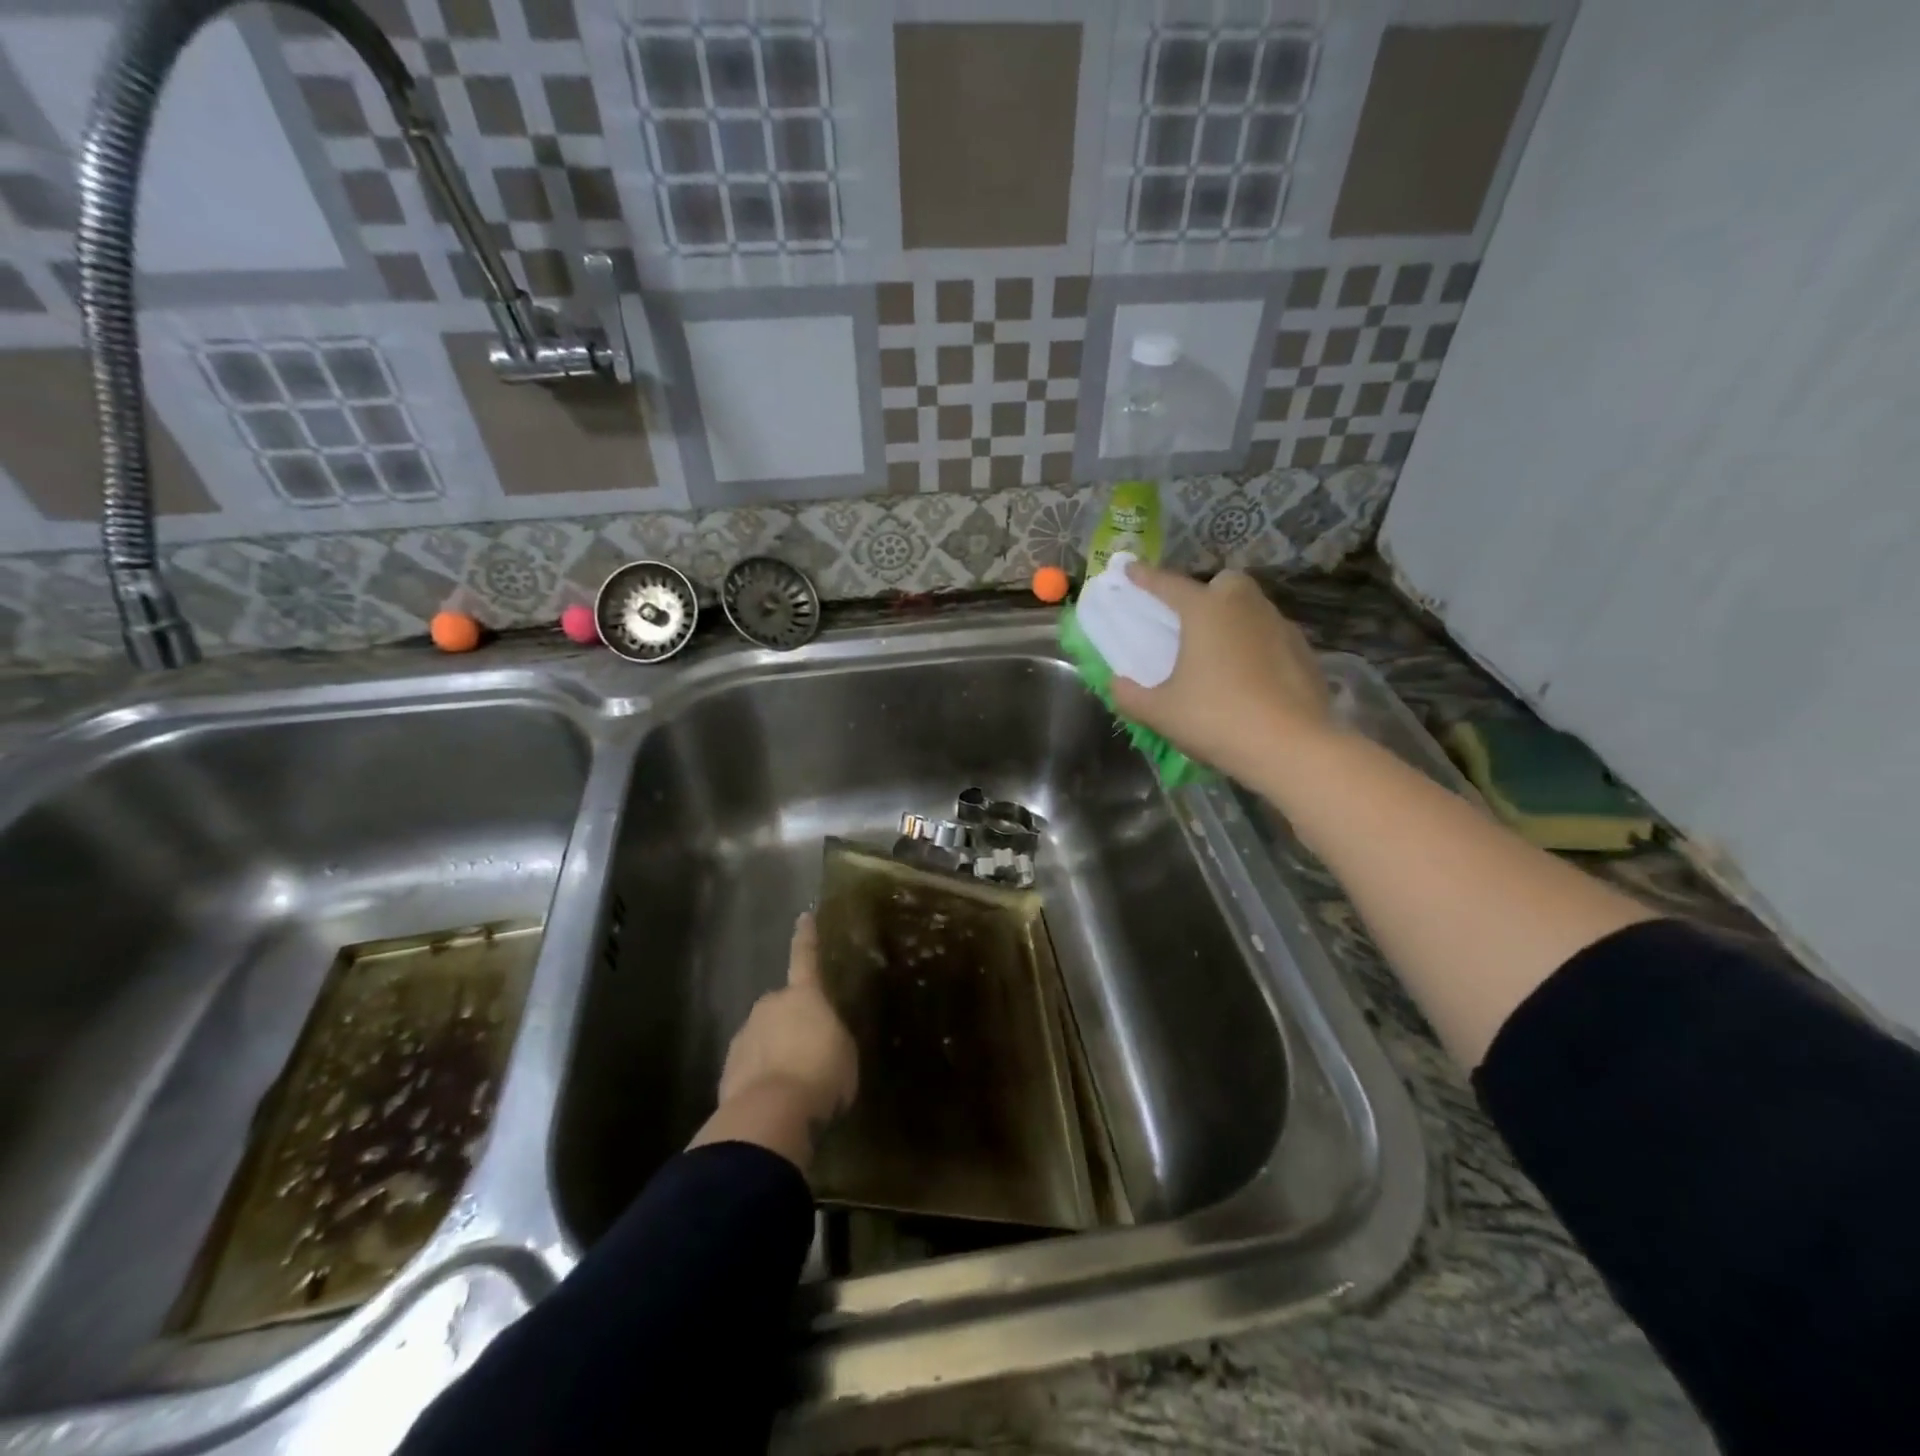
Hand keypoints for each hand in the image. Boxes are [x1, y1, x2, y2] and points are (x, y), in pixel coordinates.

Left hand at [715, 912, 857, 1129]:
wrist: (772, 1112)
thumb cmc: (821, 1074)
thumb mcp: (845, 1054)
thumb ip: (833, 1039)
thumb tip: (823, 1041)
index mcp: (803, 995)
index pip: (806, 957)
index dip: (807, 937)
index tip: (803, 915)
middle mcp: (770, 1005)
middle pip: (783, 1007)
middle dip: (792, 1024)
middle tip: (810, 1053)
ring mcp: (745, 1035)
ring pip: (764, 1038)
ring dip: (776, 1053)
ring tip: (793, 1084)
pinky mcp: (728, 1068)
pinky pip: (750, 1067)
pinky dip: (761, 1079)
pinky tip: (774, 1102)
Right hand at [1108, 563, 1335, 786]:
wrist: (1291, 747)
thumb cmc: (1216, 719)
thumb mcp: (1160, 713)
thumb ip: (1131, 695)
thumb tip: (1117, 683)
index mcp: (1206, 611)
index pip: (1168, 585)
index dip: (1145, 577)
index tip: (1129, 569)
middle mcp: (1245, 607)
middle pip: (1225, 583)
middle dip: (1207, 592)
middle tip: (1190, 619)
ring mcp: (1281, 627)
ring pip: (1253, 608)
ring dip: (1234, 619)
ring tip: (1219, 652)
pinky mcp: (1305, 652)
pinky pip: (1273, 636)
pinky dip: (1257, 645)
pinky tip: (1249, 675)